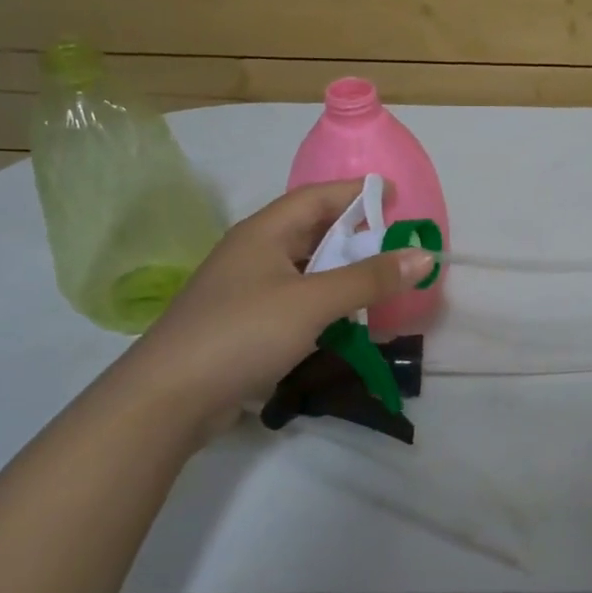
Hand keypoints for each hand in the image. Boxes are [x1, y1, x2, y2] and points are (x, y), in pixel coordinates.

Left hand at [110, 180, 433, 431]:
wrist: (167, 399)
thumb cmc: (242, 333)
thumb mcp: (313, 302)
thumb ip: (369, 279)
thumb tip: (424, 256)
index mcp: (264, 232)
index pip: (317, 197)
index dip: (357, 193)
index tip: (396, 198)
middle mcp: (254, 253)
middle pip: (313, 231)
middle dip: (356, 236)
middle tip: (397, 247)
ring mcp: (247, 290)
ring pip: (306, 269)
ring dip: (343, 274)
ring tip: (381, 285)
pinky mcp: (246, 324)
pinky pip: (297, 301)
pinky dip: (326, 304)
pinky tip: (347, 322)